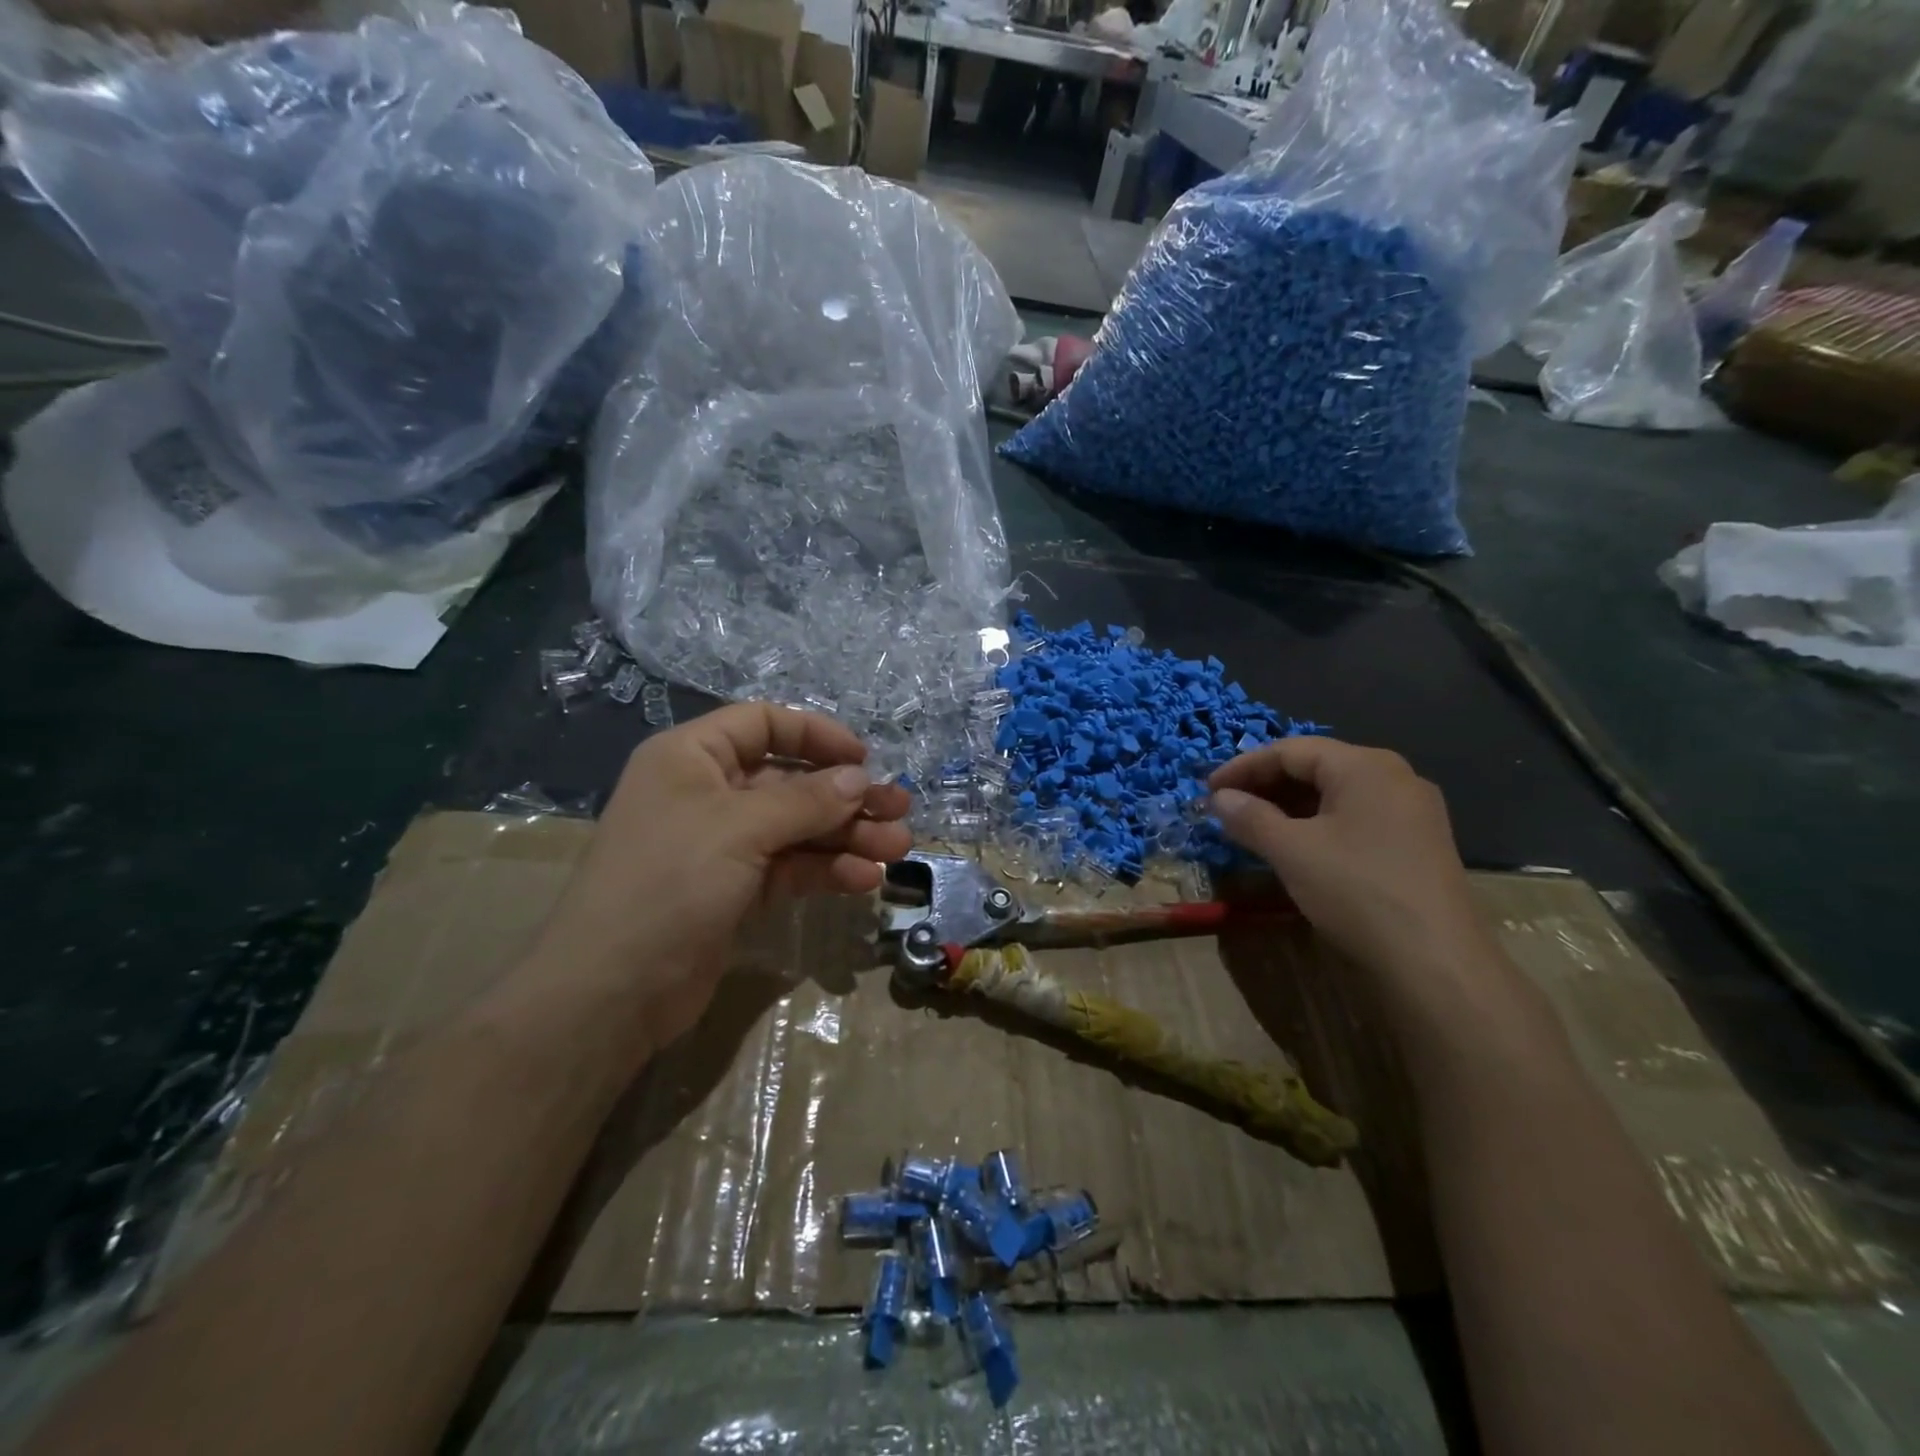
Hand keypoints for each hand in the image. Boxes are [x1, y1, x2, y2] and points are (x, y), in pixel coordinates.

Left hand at [524, 704, 910, 1056]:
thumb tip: (860, 778)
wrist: (611, 991)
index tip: (864, 759)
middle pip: (789, 781)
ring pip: (797, 828)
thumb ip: (806, 800)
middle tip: (899, 810)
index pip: (763, 725)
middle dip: (845, 796)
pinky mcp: (735, 890)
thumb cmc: (669, 882)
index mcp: (691, 758)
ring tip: (896, 849)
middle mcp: (707, 793)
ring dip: (846, 836)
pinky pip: (790, 868)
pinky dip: (826, 870)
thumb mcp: (739, 828)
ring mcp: (722, 846)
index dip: (816, 735)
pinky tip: (863, 880)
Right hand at [1208, 737, 1490, 985]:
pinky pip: (1356, 818)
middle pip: (1316, 767)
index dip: (1243, 767)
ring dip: (1289, 807)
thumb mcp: (1291, 851)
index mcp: (1364, 765)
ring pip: (1336, 795)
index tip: (1207, 790)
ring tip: (1253, 829)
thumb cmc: (1357, 891)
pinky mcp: (1418, 844)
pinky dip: (1318, 825)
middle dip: (1266, 786)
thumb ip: (1250, 817)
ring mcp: (1412, 811)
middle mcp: (1394, 777)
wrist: (1436, 963)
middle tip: (1226, 809)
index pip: (1290, 750)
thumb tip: (1219, 798)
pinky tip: (1296, 848)